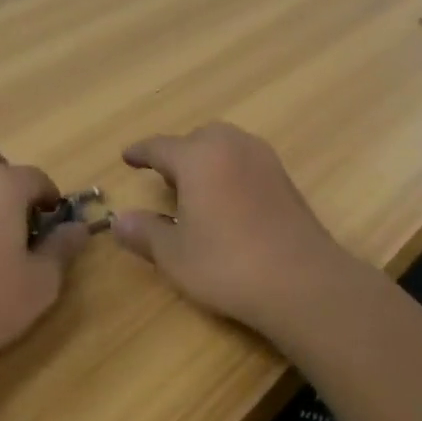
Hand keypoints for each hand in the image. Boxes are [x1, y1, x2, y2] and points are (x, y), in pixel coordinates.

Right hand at [111, 123, 365, 339]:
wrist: (302, 282)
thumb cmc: (227, 265)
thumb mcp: (174, 254)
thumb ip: (144, 233)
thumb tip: (118, 221)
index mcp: (198, 157)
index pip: (160, 146)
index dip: (140, 153)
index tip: (127, 157)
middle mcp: (231, 147)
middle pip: (198, 138)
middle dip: (178, 153)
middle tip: (163, 177)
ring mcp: (264, 160)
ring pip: (226, 146)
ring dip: (207, 159)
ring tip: (195, 189)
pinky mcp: (286, 180)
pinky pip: (247, 162)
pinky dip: (230, 171)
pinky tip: (227, 202)